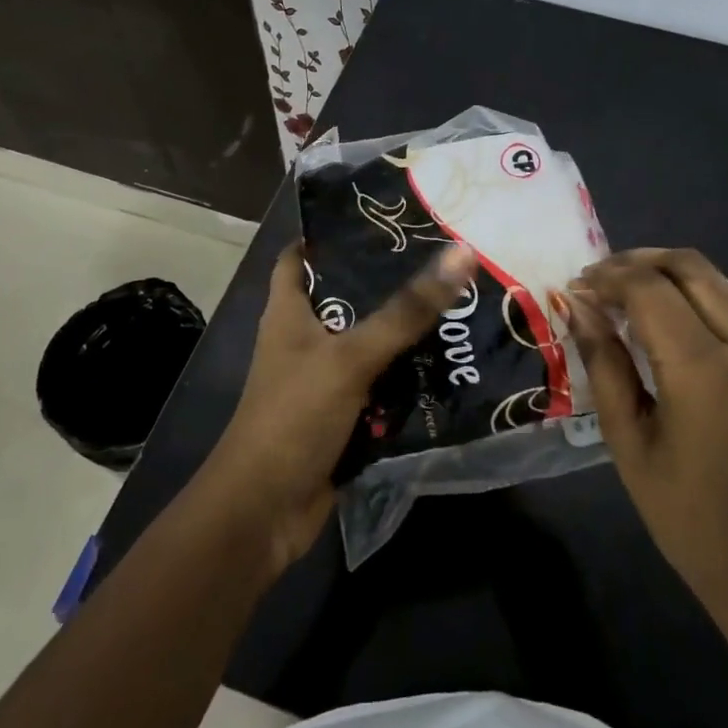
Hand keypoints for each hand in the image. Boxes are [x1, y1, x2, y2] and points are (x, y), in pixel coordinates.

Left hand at [200, 240, 478, 574]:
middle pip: (347, 299)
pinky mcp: (343, 415)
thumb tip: (461, 254)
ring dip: (406, 333)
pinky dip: (407, 378)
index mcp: (288, 312)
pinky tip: (450, 364)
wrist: (266, 510)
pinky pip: (381, 386)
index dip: (333, 233)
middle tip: (442, 258)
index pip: (301, 256)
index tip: (383, 217)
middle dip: (389, 283)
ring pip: (370, 344)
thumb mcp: (350, 356)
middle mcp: (304, 340)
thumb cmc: (294, 416)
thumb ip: (406, 311)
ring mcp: (324, 380)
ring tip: (459, 304)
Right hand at [563, 248, 727, 619]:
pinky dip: (696, 296)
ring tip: (625, 295)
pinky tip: (667, 321)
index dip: (606, 279)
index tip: (574, 288)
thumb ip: (603, 363)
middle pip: (689, 266)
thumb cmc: (686, 514)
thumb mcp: (628, 440)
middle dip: (635, 262)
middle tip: (597, 281)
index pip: (649, 289)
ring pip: (716, 278)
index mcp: (705, 371)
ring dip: (666, 274)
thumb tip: (578, 306)